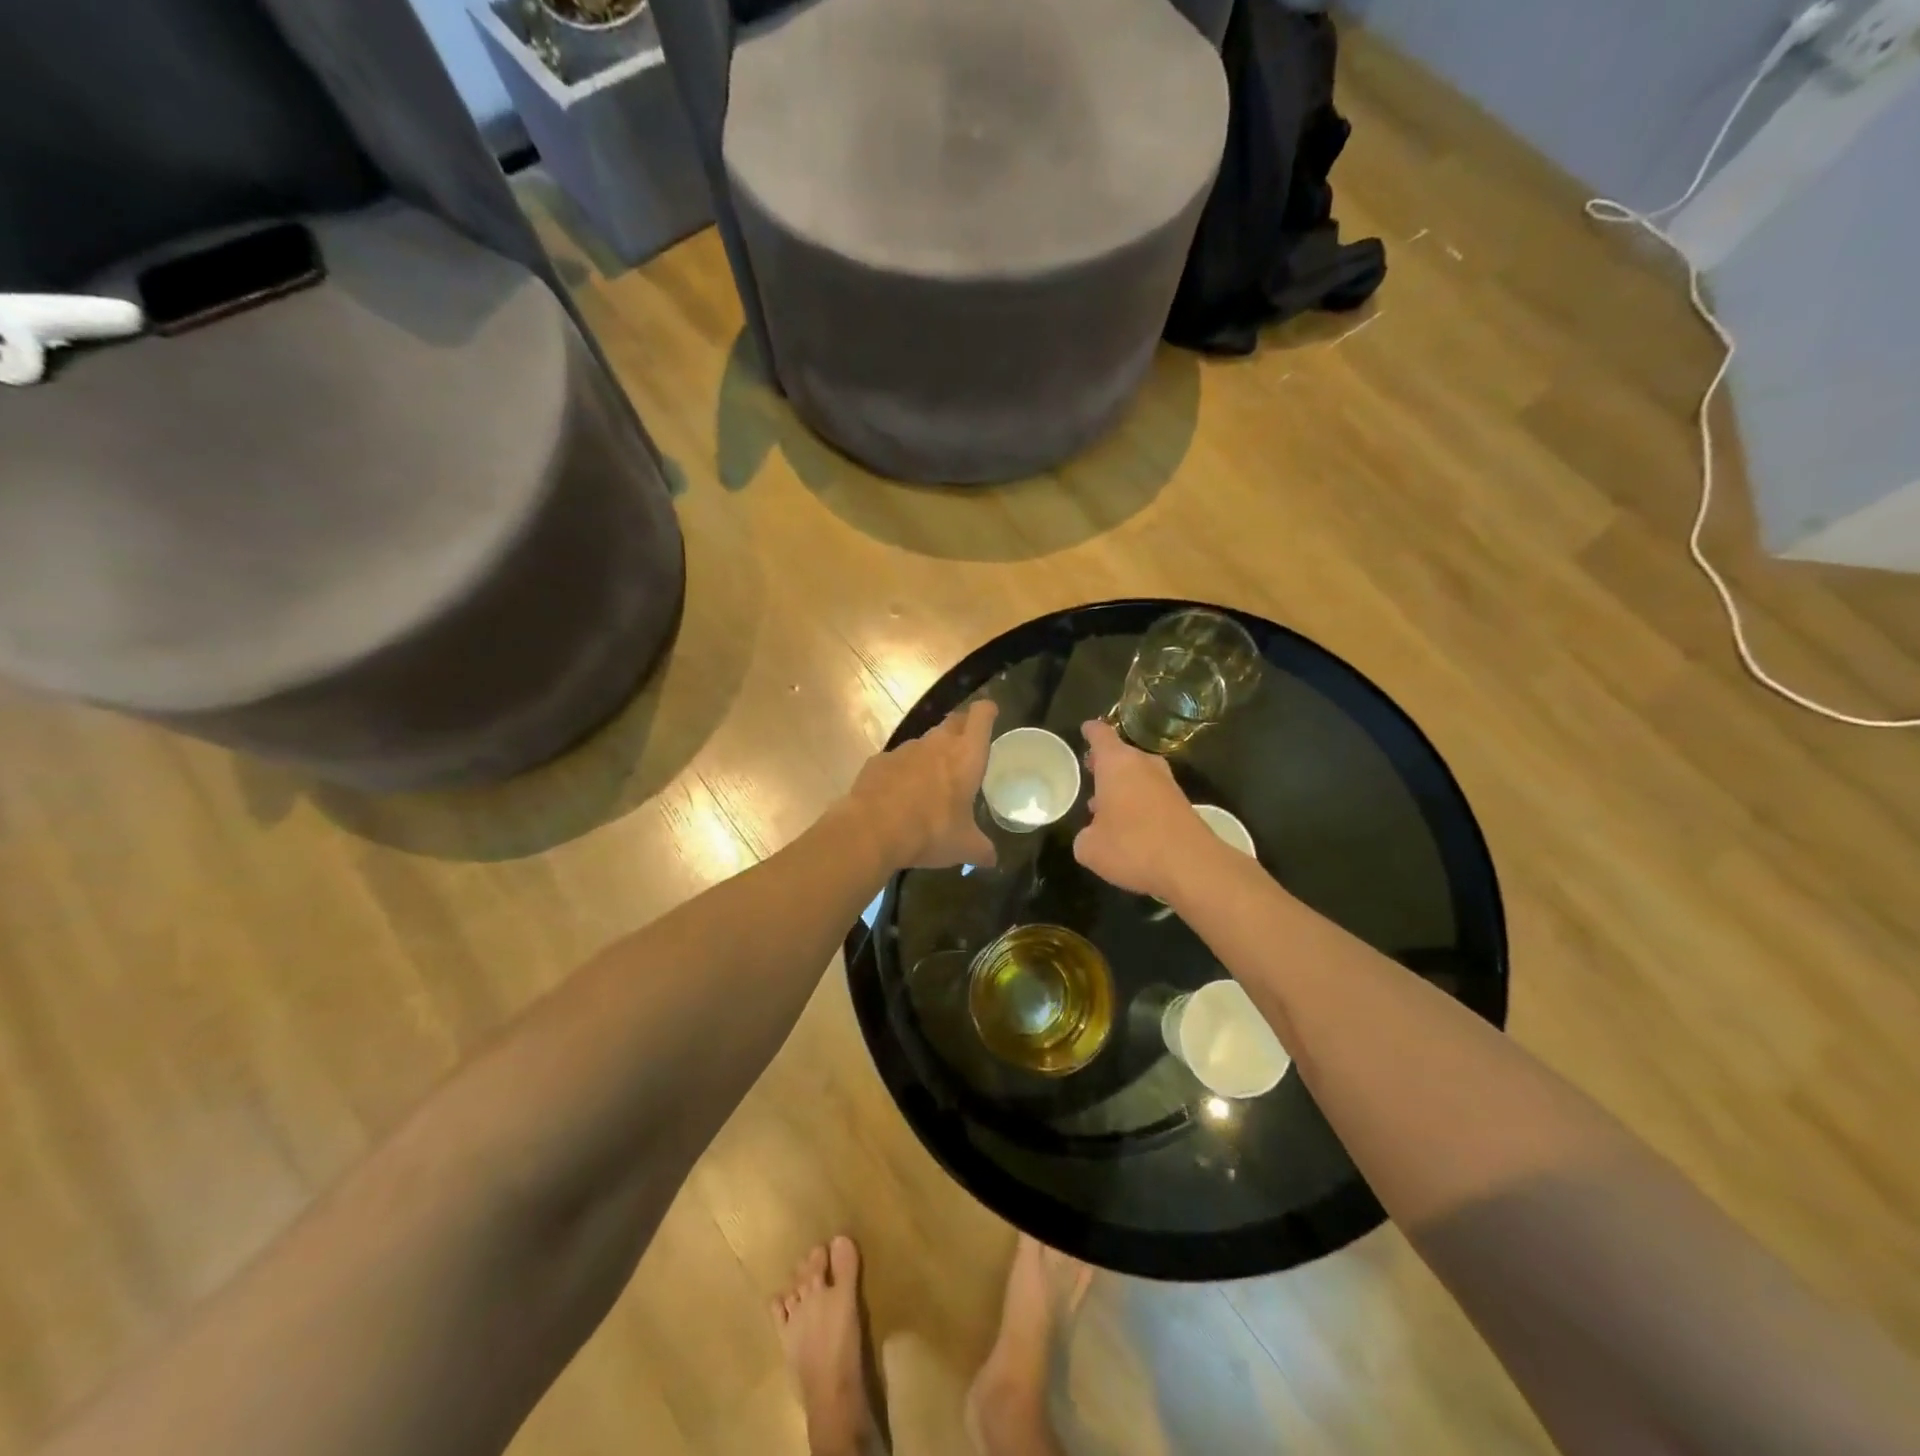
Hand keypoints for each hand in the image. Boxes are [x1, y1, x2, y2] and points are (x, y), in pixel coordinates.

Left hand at [845, 699, 997, 870]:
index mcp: (966, 756)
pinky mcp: (878, 761)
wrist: (872, 830)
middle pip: (953, 721)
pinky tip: (899, 794)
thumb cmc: (930, 832)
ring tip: (932, 778)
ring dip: (931, 753)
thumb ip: (981, 850)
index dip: (987, 712)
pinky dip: (902, 771)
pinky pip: (897, 760)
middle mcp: (936, 744)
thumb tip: (992, 860)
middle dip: (961, 728)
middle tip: (966, 745)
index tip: (990, 712)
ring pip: (924, 742)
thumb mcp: (963, 846)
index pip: (981, 717)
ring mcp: (905, 750)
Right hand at [1072, 719, 1214, 898]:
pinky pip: (1154, 795)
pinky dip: (1140, 803)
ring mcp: (1167, 784)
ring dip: (1124, 786)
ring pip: (1140, 775)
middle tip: (1091, 772)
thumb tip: (1091, 835)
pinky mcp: (1183, 805)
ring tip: (1106, 805)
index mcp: (1117, 764)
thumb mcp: (1090, 848)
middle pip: (1122, 755)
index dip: (1091, 731)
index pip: (1101, 735)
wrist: (1192, 866)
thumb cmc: (1132, 846)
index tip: (1085, 729)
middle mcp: (1144, 766)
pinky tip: (1131, 826)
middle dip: (1106, 763)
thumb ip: (1085, 836)